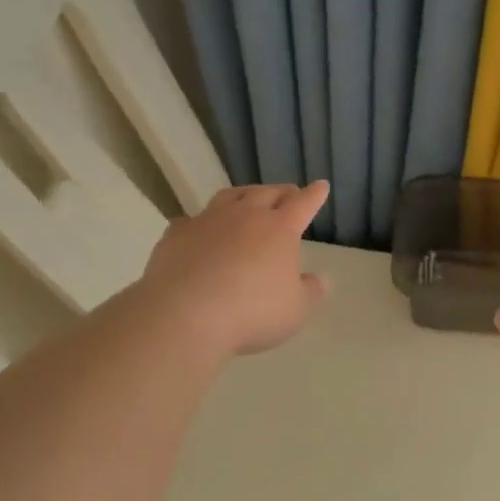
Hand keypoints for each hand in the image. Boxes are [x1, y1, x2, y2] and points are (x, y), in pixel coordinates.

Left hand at [138, 181, 329, 357]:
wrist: (186, 313)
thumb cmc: (252, 312)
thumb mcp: (294, 310)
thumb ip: (309, 292)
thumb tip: (321, 278)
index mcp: (279, 229)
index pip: (303, 204)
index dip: (314, 195)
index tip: (320, 186)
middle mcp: (246, 215)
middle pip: (267, 193)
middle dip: (282, 192)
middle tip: (288, 193)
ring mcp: (209, 220)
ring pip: (230, 196)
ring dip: (244, 195)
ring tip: (248, 198)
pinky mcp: (178, 233)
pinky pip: (193, 220)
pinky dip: (202, 222)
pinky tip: (200, 229)